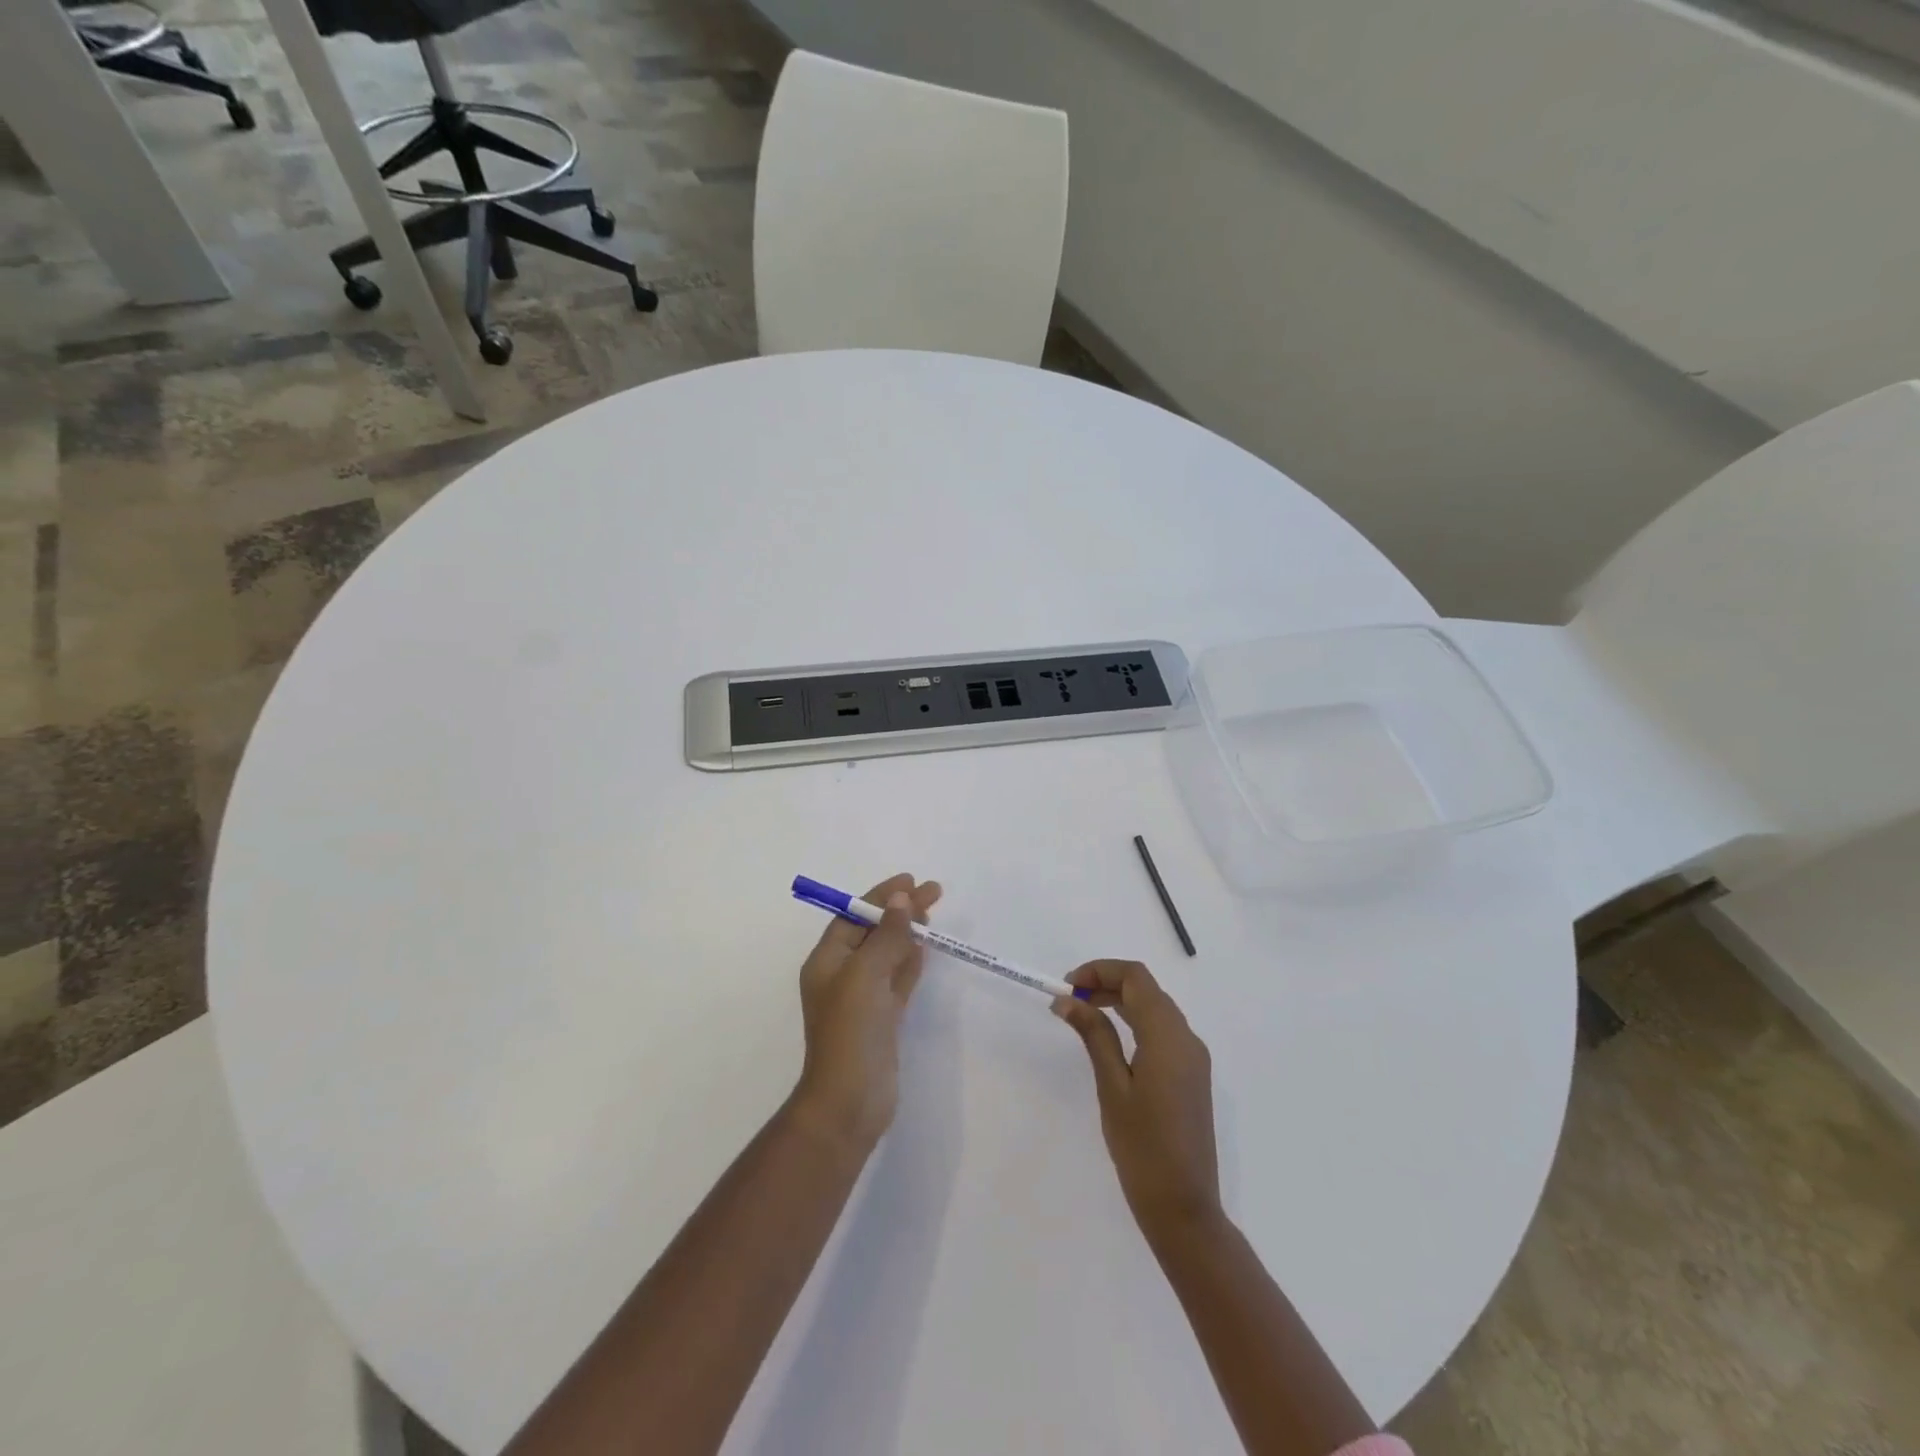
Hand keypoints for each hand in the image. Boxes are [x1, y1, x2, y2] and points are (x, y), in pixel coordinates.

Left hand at [791, 873, 941, 1153]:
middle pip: (874, 932)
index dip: (880, 896)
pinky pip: (898, 979)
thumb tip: (901, 898)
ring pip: (888, 954)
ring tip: (933, 912)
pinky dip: (910, 961)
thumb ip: (887, 934)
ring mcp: (863, 998)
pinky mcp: (882, 1018)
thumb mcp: (867, 973)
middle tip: (934, 891)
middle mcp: (842, 975)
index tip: (910, 880)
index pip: (854, 916)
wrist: (851, 1100)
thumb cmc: (851, 1029)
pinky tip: (925, 947)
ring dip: (908, 932)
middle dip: (901, 910)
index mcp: (827, 961)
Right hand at [1054, 960, 1221, 1243]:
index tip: (1067, 987)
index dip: (1100, 970)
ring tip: (1083, 1014)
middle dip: (1107, 983)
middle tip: (1069, 1000)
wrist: (1184, 1208)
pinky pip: (1163, 1031)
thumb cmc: (1143, 1148)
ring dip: (1120, 1001)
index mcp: (1168, 1036)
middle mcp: (1187, 1038)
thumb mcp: (1112, 1087)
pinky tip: (1111, 1039)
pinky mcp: (1191, 1075)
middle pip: (1147, 989)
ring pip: (1155, 1008)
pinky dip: (1135, 1022)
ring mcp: (1193, 1058)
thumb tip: (1067, 1001)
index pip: (1136, 977)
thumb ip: (1094, 1036)